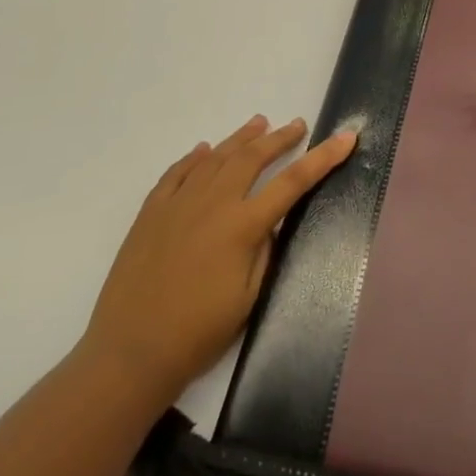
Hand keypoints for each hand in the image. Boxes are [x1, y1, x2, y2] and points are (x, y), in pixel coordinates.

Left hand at [80, 115, 356, 405]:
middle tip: (297, 125)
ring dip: (241, 138)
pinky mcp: (151, 212)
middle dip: (279, 138)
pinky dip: (195, 157)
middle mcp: (212, 204)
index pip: (293, 182)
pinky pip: (177, 173)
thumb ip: (264, 252)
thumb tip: (267, 223)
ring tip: (259, 123)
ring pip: (215, 157)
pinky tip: (203, 150)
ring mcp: (178, 204)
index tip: (346, 137)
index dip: (323, 157)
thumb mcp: (249, 298)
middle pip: (252, 157)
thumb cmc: (198, 333)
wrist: (129, 352)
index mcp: (242, 226)